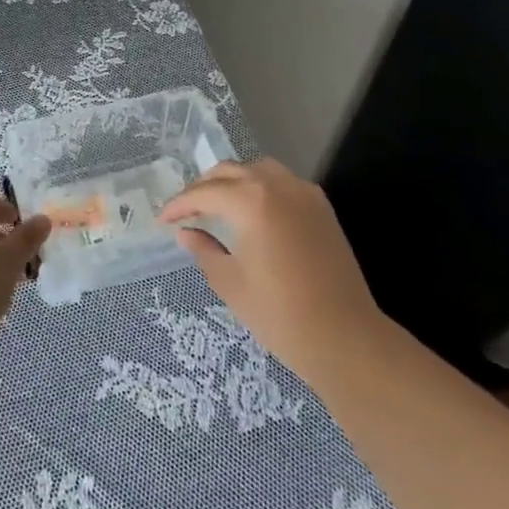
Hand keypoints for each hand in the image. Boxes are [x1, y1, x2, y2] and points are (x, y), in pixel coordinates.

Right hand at [160, 158, 385, 370]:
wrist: (346, 338)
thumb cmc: (280, 314)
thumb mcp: (230, 283)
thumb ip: (204, 249)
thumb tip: (186, 233)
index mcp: (251, 201)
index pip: (204, 193)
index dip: (179, 205)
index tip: (162, 219)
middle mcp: (277, 186)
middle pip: (229, 172)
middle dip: (202, 188)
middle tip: (185, 211)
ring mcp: (304, 193)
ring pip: (257, 170)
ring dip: (232, 181)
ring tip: (216, 203)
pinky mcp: (322, 208)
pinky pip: (282, 182)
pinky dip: (260, 186)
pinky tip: (252, 209)